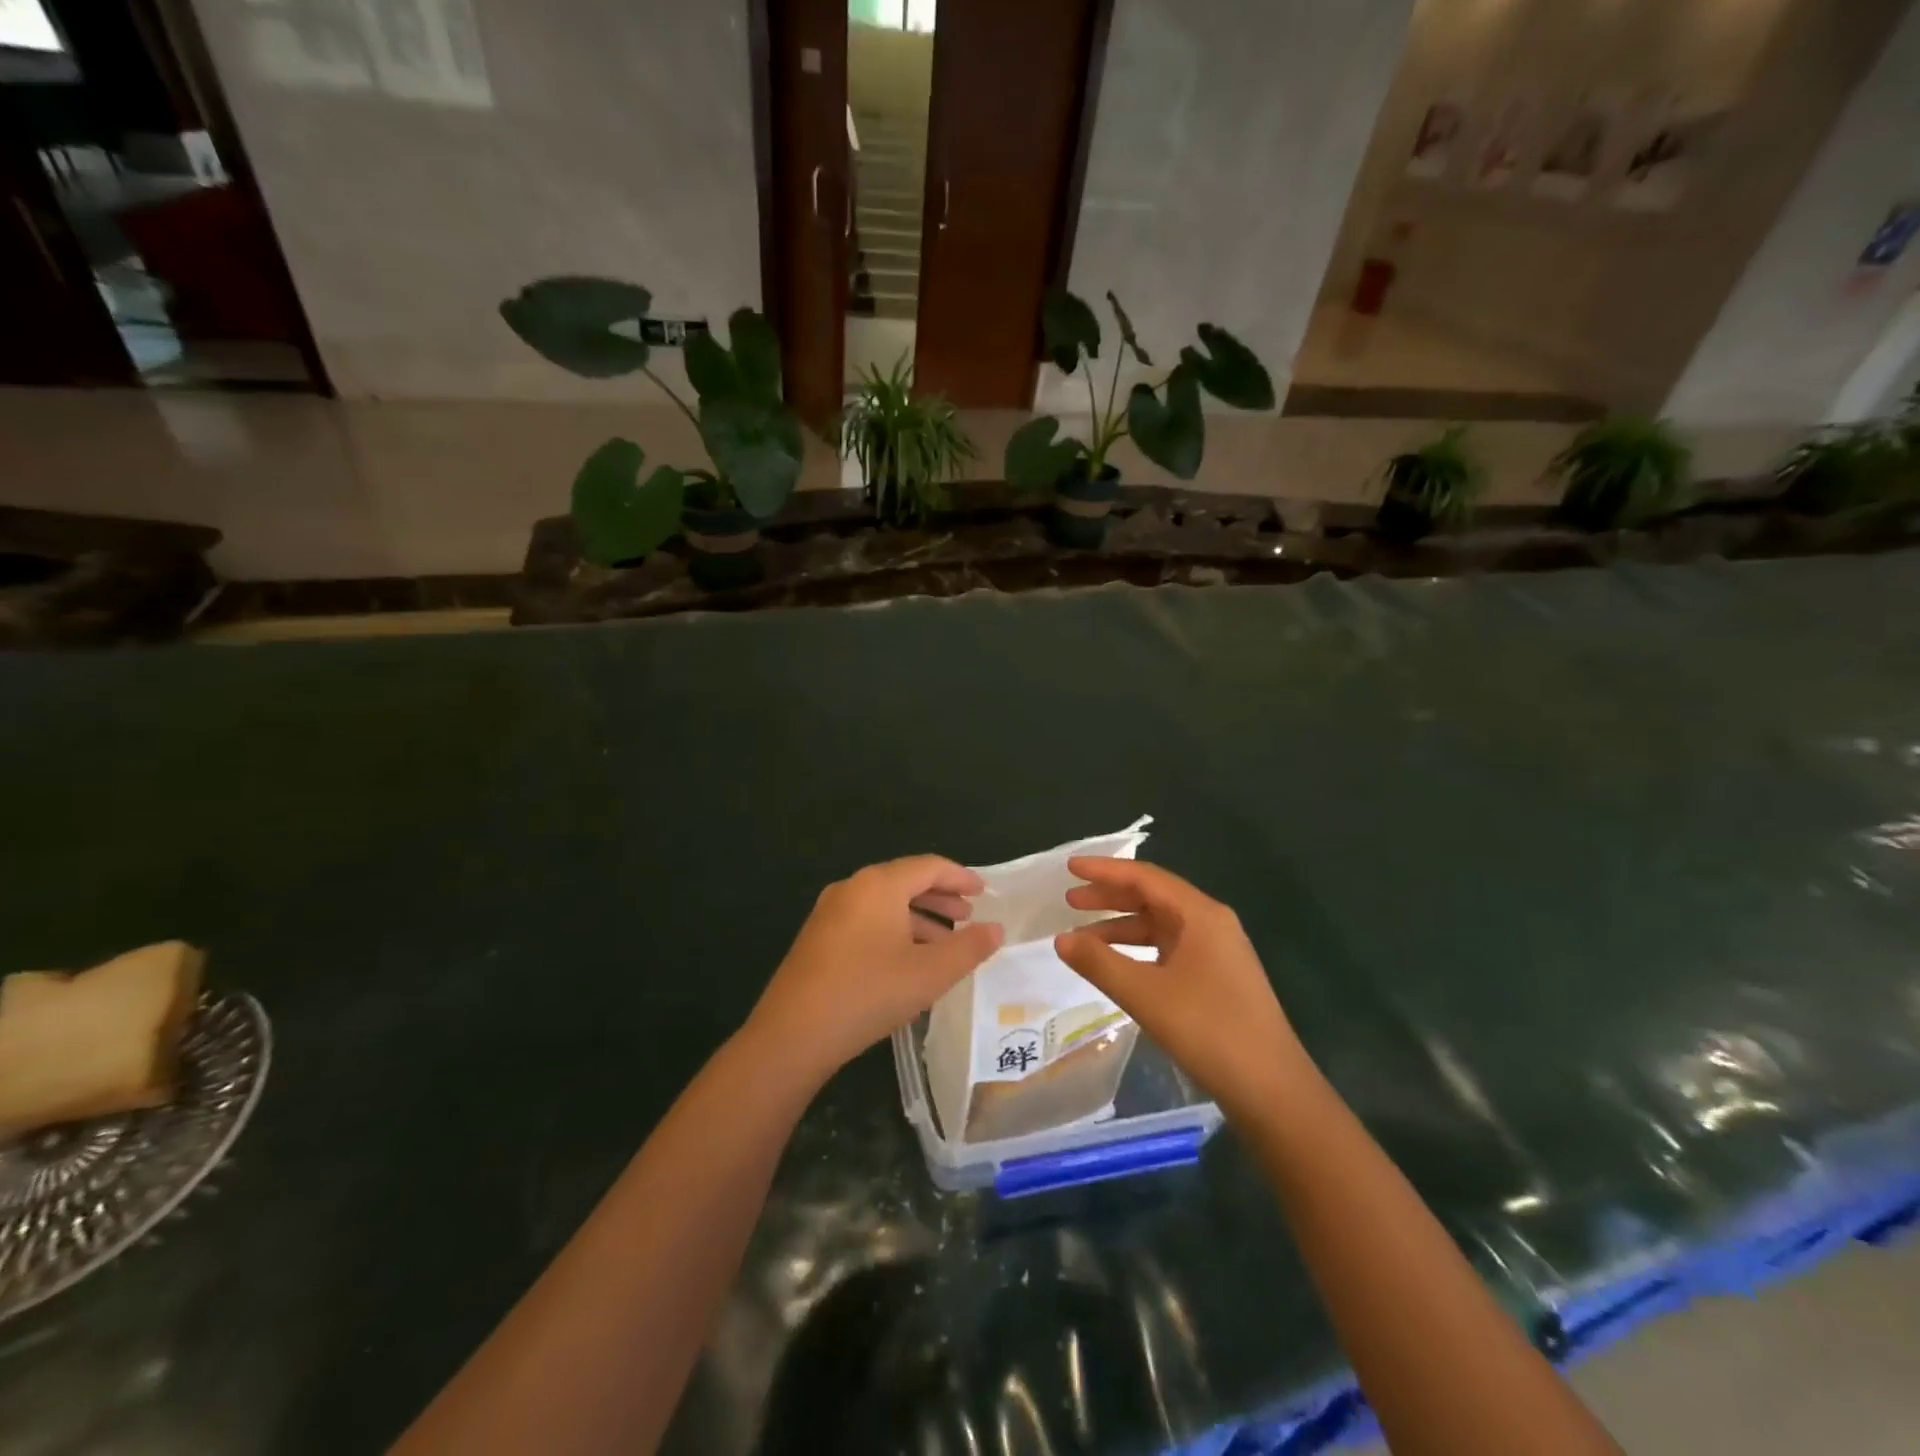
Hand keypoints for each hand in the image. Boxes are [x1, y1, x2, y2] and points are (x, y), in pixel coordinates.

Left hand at [747, 856, 1004, 1084]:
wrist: (793, 1034)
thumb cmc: (869, 993)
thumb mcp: (930, 973)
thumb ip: (969, 948)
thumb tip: (996, 929)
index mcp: (879, 885)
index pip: (929, 866)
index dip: (961, 877)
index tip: (984, 892)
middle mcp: (852, 888)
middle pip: (905, 881)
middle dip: (940, 898)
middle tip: (968, 917)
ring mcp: (830, 913)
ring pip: (885, 904)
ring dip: (919, 918)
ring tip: (945, 944)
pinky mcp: (818, 939)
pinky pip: (866, 921)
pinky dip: (894, 931)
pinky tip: (907, 961)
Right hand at [1054, 857, 1306, 1116]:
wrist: (1272, 1090)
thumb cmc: (1208, 1030)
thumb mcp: (1145, 994)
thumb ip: (1099, 962)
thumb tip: (1060, 939)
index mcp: (1200, 915)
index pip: (1145, 877)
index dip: (1104, 870)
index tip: (1070, 867)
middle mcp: (1211, 924)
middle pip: (1153, 896)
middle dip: (1110, 897)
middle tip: (1070, 902)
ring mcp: (1217, 952)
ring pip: (1160, 925)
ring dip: (1121, 926)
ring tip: (1082, 938)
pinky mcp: (1217, 978)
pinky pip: (1168, 948)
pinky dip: (1138, 950)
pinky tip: (1116, 965)